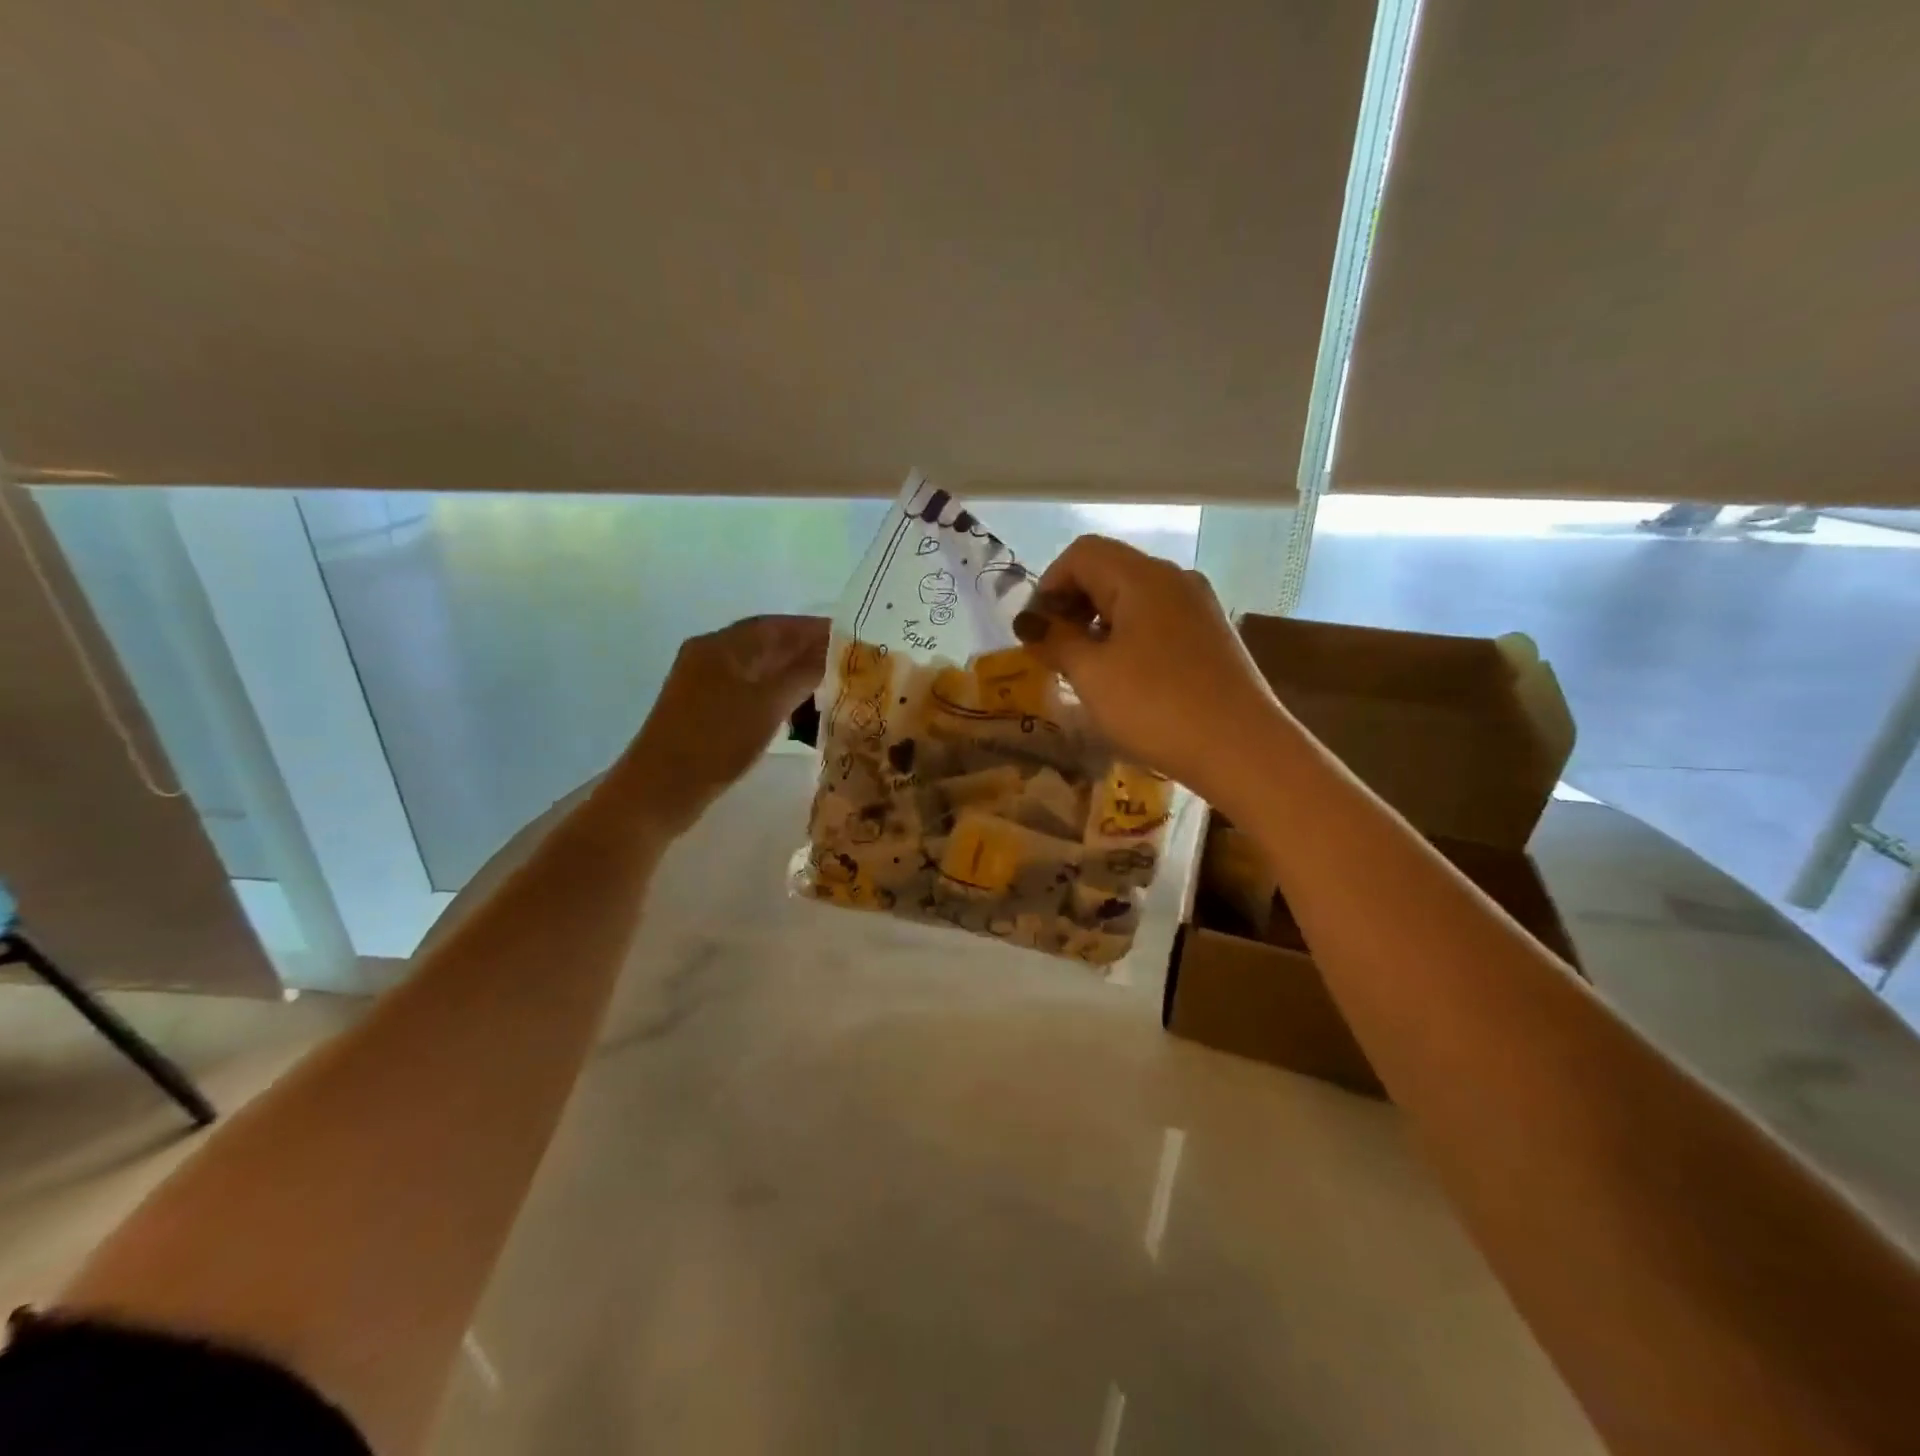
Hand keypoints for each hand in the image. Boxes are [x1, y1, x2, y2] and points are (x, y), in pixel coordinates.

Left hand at [617, 615, 828, 834]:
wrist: (660, 791)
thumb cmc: (716, 741)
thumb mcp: (768, 705)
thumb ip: (804, 674)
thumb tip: (836, 653)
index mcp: (722, 645)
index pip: (778, 625)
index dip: (816, 629)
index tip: (852, 638)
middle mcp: (710, 656)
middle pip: (767, 645)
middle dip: (808, 653)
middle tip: (849, 667)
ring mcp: (704, 685)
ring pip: (759, 671)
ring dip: (794, 677)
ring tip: (830, 690)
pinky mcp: (704, 712)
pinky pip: (749, 693)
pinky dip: (776, 697)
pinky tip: (798, 714)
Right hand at [1020, 537, 1277, 799]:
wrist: (1243, 749)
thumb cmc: (1156, 707)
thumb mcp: (1092, 674)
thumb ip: (1056, 640)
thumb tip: (1033, 624)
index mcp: (1142, 576)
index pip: (1082, 553)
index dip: (1048, 585)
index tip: (1035, 631)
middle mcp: (1175, 578)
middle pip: (1109, 570)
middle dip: (1072, 604)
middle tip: (1053, 651)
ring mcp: (1199, 607)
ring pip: (1134, 598)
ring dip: (1099, 623)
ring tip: (1085, 669)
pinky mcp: (1212, 636)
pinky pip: (1158, 621)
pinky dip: (1129, 637)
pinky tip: (1124, 678)